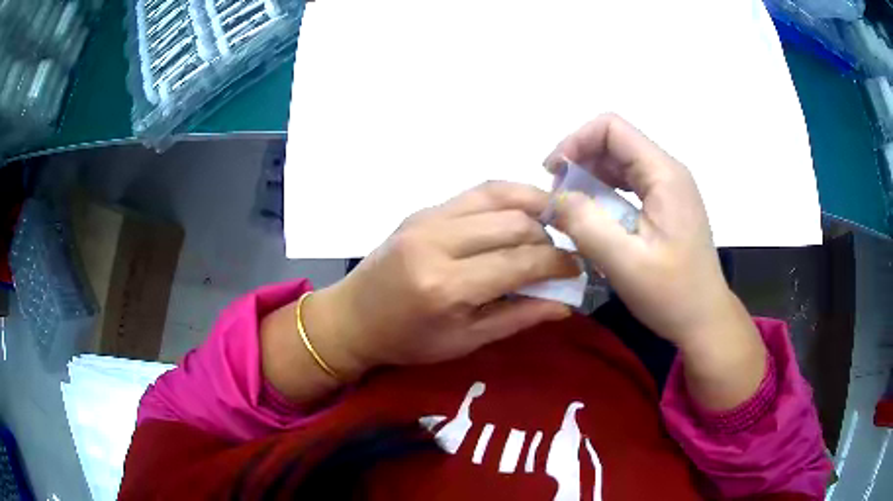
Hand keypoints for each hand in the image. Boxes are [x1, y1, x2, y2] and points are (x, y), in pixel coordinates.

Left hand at [306, 181, 578, 378]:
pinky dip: (508, 198)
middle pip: (515, 223)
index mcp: (447, 286)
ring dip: (533, 207)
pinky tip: (522, 212)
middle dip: (549, 237)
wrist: (353, 317)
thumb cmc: (407, 341)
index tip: (576, 269)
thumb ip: (518, 317)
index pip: (521, 262)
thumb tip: (566, 303)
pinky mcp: (423, 209)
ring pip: (499, 195)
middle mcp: (438, 242)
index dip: (558, 263)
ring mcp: (428, 218)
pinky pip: (476, 192)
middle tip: (561, 255)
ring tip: (551, 225)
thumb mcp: (465, 341)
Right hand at [545, 113, 733, 347]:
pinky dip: (603, 192)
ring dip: (589, 177)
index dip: (576, 141)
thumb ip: (586, 224)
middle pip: (614, 142)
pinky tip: (592, 216)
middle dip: (579, 160)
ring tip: (569, 207)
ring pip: (619, 162)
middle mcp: (668, 172)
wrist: (704, 320)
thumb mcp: (625, 263)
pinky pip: (628, 184)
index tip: (553, 174)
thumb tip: (555, 197)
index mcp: (664, 174)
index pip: (612, 128)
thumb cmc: (672, 294)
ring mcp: (668, 188)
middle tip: (557, 197)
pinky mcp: (665, 205)